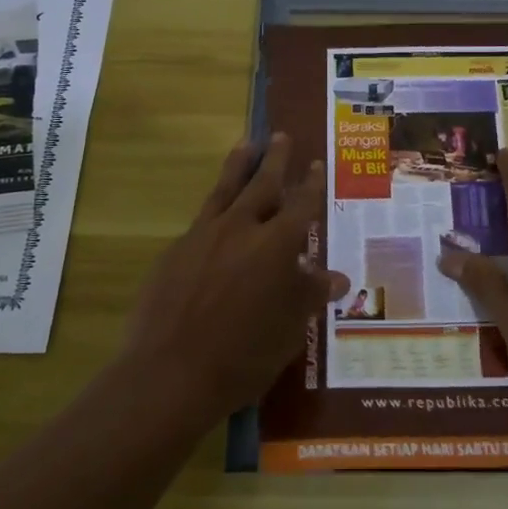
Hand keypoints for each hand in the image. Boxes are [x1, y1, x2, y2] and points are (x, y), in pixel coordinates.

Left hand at [121, 134, 348, 423]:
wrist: (169, 372)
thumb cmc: (243, 354)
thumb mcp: (289, 328)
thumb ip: (310, 295)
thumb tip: (338, 278)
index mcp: (276, 244)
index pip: (301, 204)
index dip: (311, 183)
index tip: (317, 163)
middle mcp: (241, 228)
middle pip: (262, 183)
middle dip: (275, 158)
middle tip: (280, 136)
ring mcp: (203, 236)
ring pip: (224, 190)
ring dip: (238, 165)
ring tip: (245, 144)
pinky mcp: (175, 251)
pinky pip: (201, 220)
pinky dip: (214, 210)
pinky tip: (216, 216)